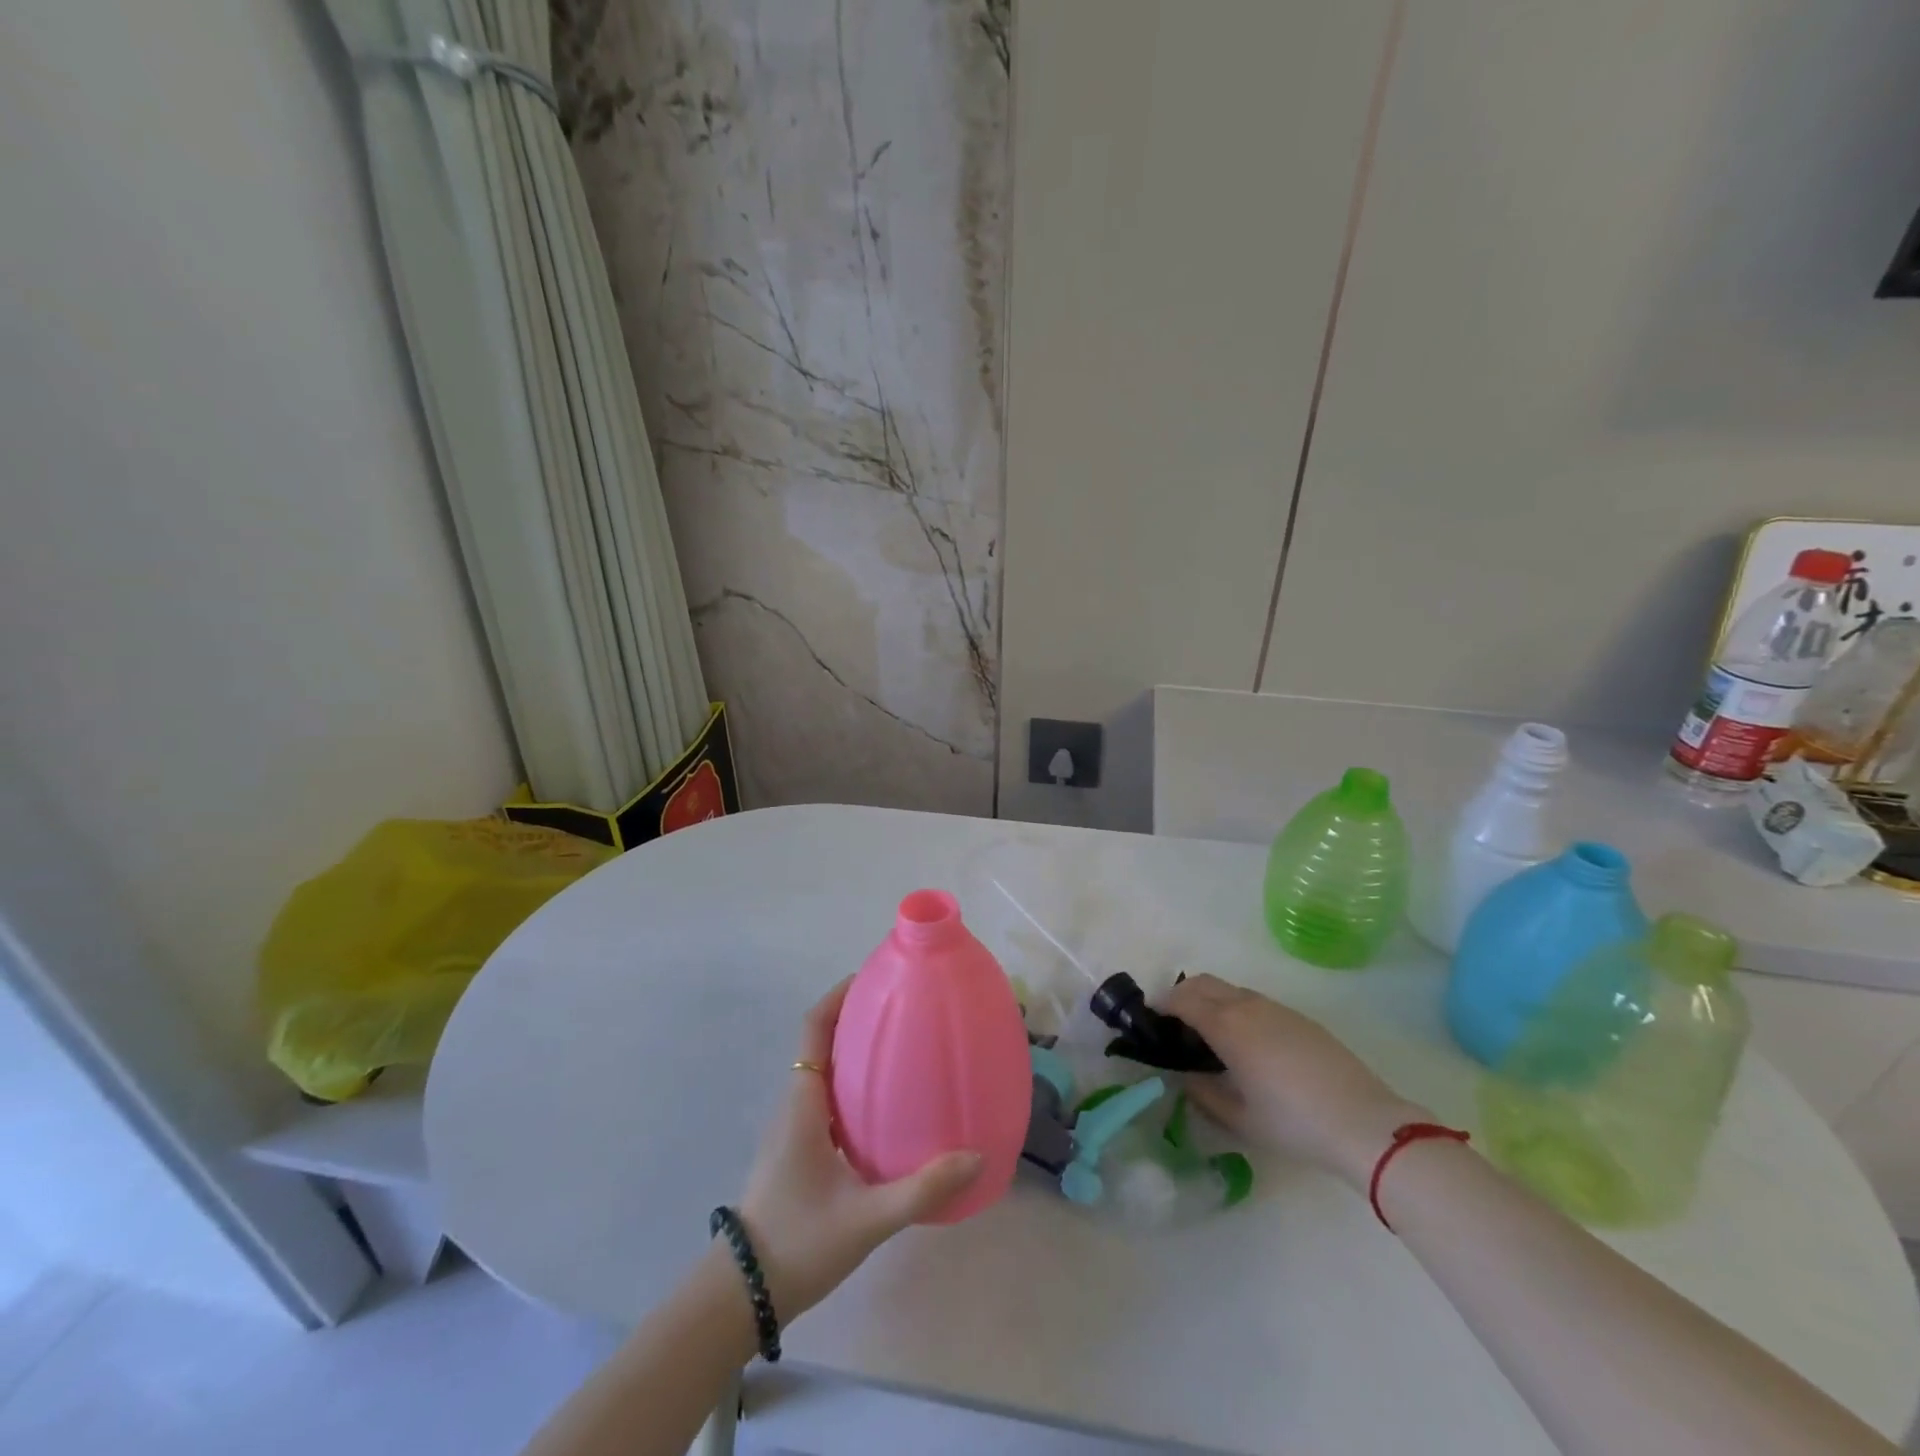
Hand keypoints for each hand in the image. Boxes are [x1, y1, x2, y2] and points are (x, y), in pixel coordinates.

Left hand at [736, 979, 981, 1322]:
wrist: (743, 1292)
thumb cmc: (799, 1242)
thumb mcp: (866, 1218)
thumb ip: (921, 1189)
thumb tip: (976, 1156)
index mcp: (803, 1102)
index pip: (814, 1028)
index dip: (838, 995)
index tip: (873, 976)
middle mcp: (795, 1103)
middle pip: (822, 1041)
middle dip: (856, 1016)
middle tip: (903, 1007)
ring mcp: (794, 1126)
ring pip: (824, 1069)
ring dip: (855, 1049)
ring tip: (903, 1045)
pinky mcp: (799, 1148)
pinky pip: (826, 1097)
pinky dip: (853, 1083)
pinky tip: (887, 1104)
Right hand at [1163, 974, 1428, 1187]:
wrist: (1363, 1122)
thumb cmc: (1292, 1122)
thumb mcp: (1238, 1117)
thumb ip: (1203, 1093)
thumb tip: (1185, 1077)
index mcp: (1226, 1025)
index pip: (1181, 1000)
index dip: (1161, 1006)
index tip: (1151, 1023)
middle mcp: (1247, 1005)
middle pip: (1203, 983)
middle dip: (1182, 996)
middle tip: (1174, 1026)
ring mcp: (1276, 1008)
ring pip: (1231, 989)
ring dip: (1211, 1001)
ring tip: (1210, 1035)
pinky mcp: (1299, 1018)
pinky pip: (1255, 1001)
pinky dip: (1236, 1009)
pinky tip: (1248, 1044)